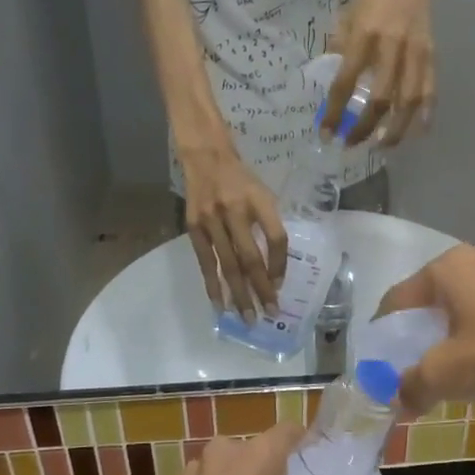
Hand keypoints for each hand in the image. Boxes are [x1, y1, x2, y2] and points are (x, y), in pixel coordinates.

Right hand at [180, 144, 286, 321]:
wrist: (206, 156)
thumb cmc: (242, 179)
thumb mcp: (264, 195)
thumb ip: (270, 226)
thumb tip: (273, 268)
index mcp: (259, 201)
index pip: (277, 238)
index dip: (280, 264)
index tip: (281, 285)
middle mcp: (235, 211)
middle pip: (252, 258)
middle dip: (262, 289)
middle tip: (270, 314)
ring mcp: (212, 220)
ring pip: (228, 265)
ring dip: (239, 294)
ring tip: (248, 318)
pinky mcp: (193, 227)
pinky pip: (206, 262)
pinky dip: (213, 284)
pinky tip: (220, 304)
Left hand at [327, 0, 435, 147]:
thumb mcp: (347, 17)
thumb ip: (338, 48)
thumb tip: (329, 81)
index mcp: (364, 37)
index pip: (346, 82)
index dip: (335, 111)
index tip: (327, 133)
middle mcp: (391, 48)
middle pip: (380, 99)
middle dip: (365, 127)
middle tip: (352, 144)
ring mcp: (414, 54)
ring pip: (408, 102)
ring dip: (396, 129)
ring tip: (383, 146)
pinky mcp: (431, 57)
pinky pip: (430, 91)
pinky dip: (425, 114)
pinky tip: (419, 132)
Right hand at [376, 245, 474, 411]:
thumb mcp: (450, 374)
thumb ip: (414, 386)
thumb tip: (399, 400)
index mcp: (447, 269)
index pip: (397, 301)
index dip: (384, 336)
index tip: (382, 367)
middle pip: (434, 303)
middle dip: (423, 339)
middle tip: (422, 373)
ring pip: (470, 307)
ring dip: (459, 338)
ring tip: (463, 374)